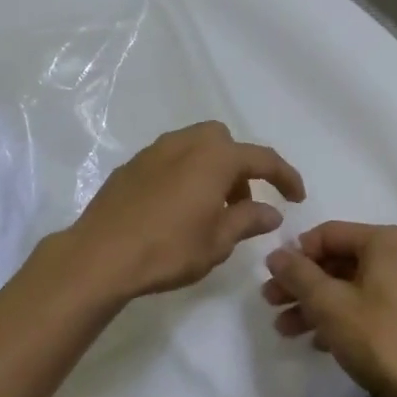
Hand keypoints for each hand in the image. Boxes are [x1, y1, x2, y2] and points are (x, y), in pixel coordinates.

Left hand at [54, 121, 305, 303]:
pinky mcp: (132, 165)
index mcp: (214, 158)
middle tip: (242, 203)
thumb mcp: (217, 242)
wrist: (100, 254)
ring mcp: (154, 151)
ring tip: (210, 208)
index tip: (297, 198)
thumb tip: (271, 210)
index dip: (285, 176)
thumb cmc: (167, 249)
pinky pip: (170, 159)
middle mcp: (185, 143)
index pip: (262, 158)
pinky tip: (177, 208)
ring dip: (211, 168)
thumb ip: (247, 220)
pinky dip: (184, 174)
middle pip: (224, 141)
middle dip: (240, 167)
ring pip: (194, 146)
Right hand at [263, 221, 396, 396]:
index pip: (328, 234)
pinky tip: (318, 341)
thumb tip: (276, 254)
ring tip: (285, 329)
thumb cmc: (379, 340)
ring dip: (317, 305)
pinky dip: (343, 317)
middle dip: (303, 284)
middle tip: (270, 303)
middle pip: (340, 261)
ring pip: (353, 286)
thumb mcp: (328, 304)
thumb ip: (297, 273)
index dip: (295, 254)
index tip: (272, 278)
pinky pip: (372, 305)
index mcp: (387, 241)